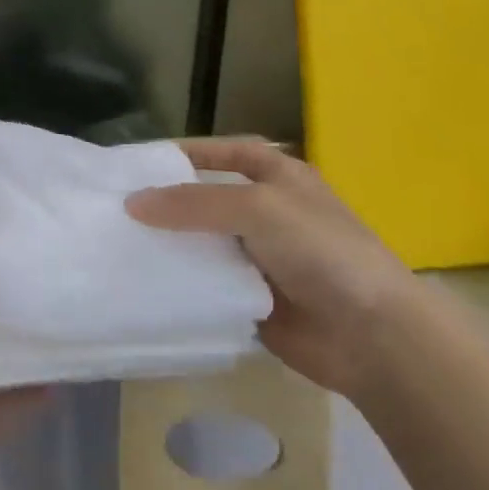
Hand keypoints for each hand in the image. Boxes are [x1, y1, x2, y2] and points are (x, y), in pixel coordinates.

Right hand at [125, 139, 418, 399]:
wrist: (372, 336)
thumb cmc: (321, 251)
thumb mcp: (257, 208)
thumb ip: (193, 202)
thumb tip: (133, 203)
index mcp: (280, 178)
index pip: (227, 154)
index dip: (190, 153)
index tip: (142, 162)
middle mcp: (268, 214)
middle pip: (209, 200)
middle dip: (169, 203)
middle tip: (116, 205)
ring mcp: (261, 259)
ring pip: (204, 244)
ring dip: (171, 244)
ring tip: (119, 242)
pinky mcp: (251, 299)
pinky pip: (208, 284)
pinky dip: (183, 282)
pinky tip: (145, 281)